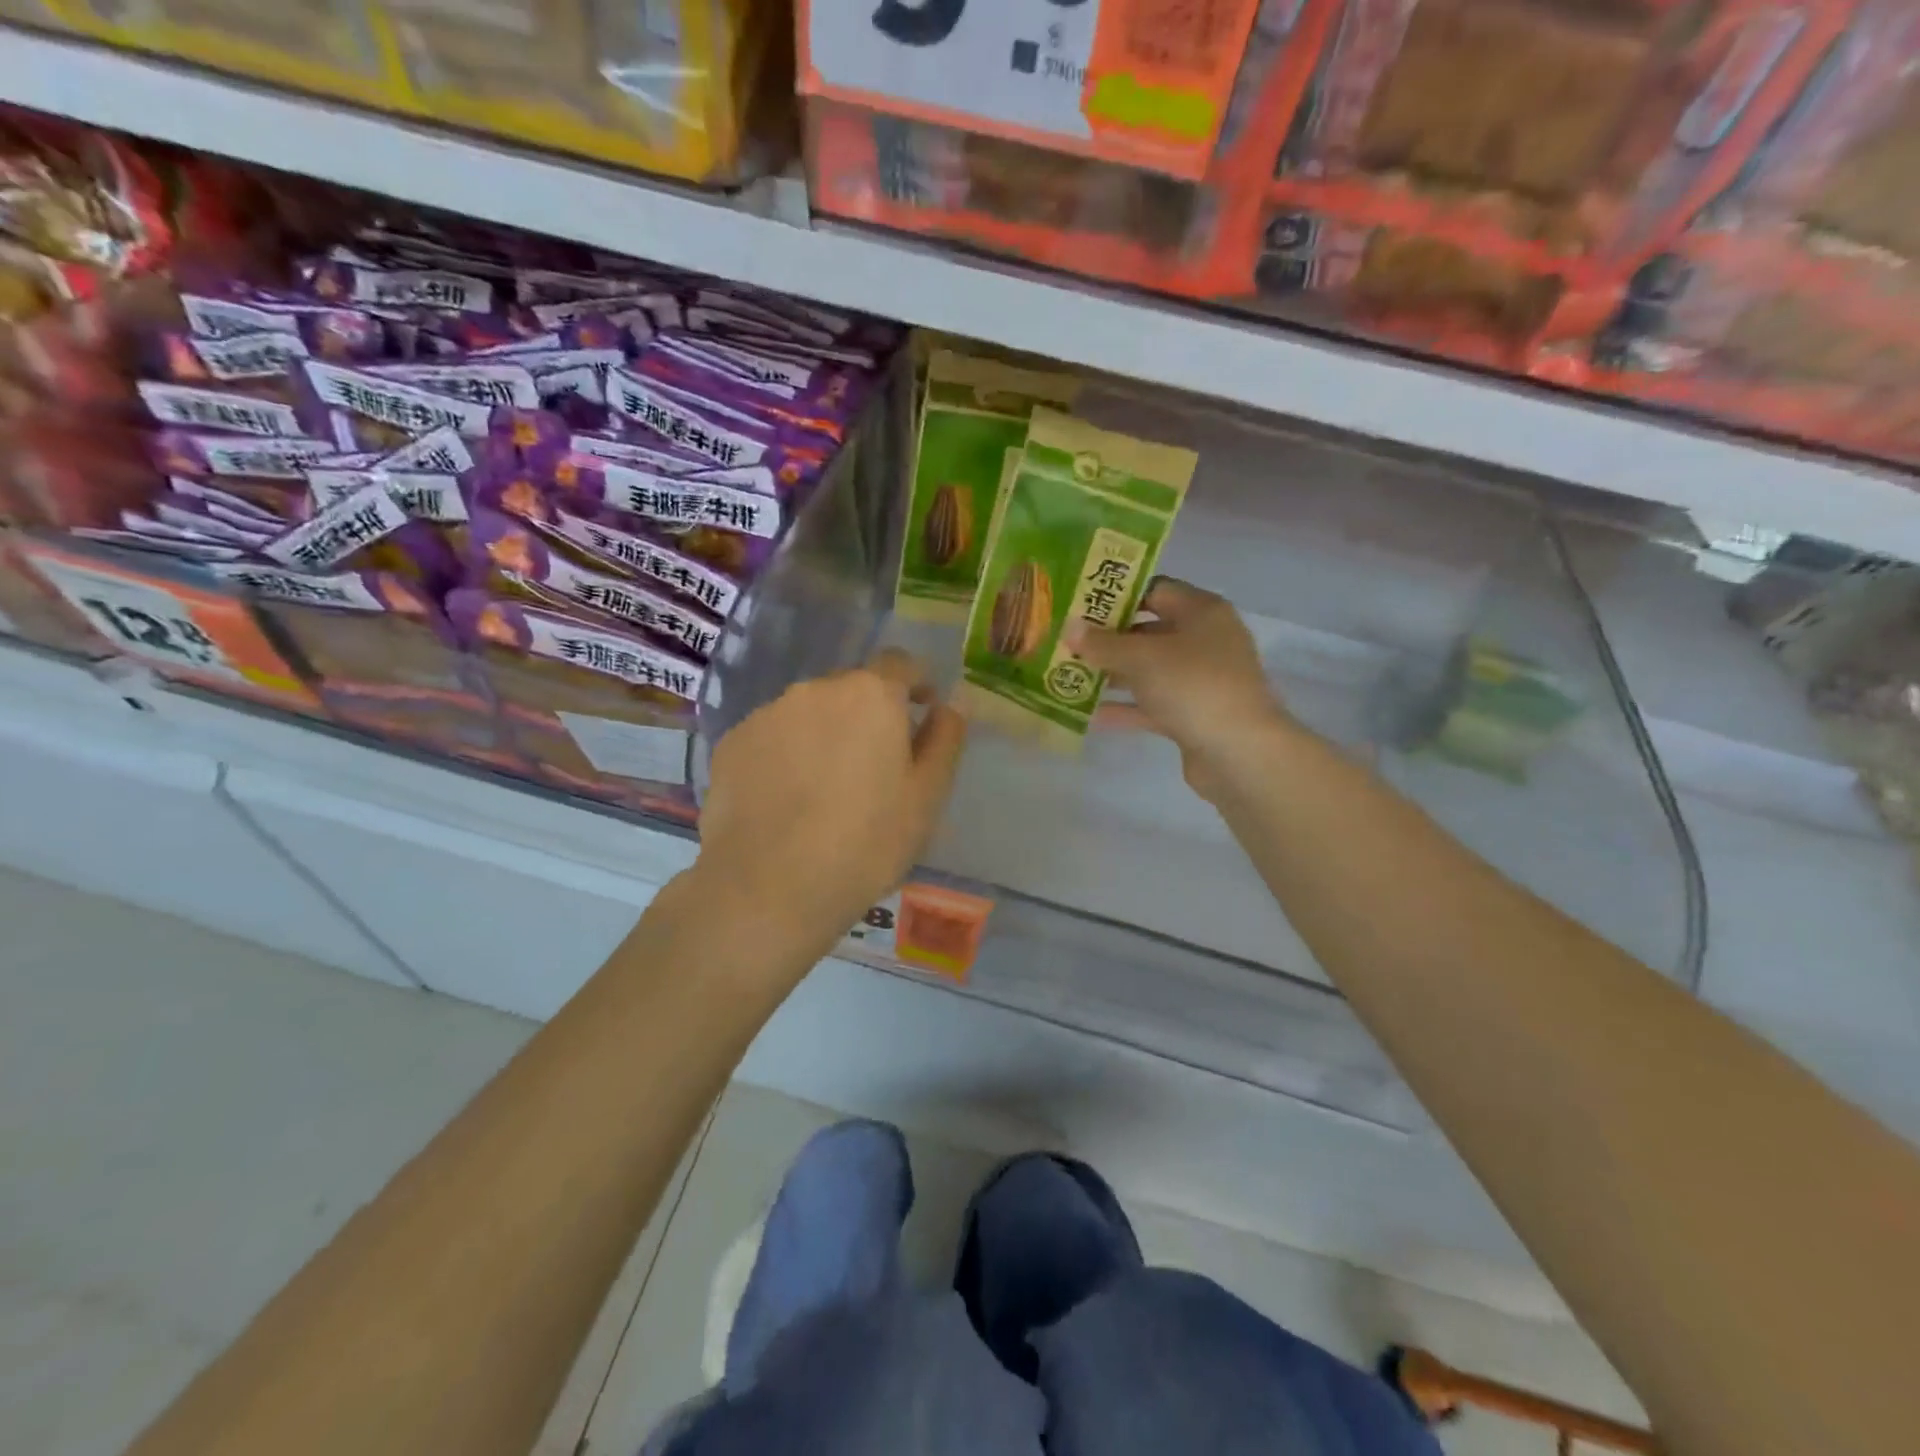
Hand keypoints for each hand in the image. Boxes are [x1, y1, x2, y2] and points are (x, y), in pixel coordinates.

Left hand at [695, 649, 965, 955]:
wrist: (769, 888)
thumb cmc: (866, 842)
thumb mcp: (926, 796)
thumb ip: (945, 738)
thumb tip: (952, 702)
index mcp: (871, 694)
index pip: (901, 663)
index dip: (917, 683)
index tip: (922, 712)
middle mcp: (816, 689)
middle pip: (852, 689)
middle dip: (869, 715)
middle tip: (875, 766)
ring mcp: (767, 713)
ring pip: (809, 713)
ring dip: (825, 734)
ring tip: (826, 789)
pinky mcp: (732, 743)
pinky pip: (772, 737)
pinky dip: (786, 755)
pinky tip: (787, 800)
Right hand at [1069, 577, 1292, 801]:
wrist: (1240, 753)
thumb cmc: (1193, 686)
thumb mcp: (1141, 658)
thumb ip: (1102, 643)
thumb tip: (1069, 626)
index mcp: (1202, 612)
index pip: (1155, 590)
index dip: (1118, 595)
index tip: (1080, 604)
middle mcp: (1205, 641)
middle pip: (1149, 632)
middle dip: (1108, 639)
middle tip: (1067, 642)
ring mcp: (1200, 680)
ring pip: (1149, 670)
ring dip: (1113, 674)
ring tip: (1069, 676)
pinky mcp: (1193, 715)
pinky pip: (1152, 705)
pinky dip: (1125, 707)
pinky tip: (1089, 714)